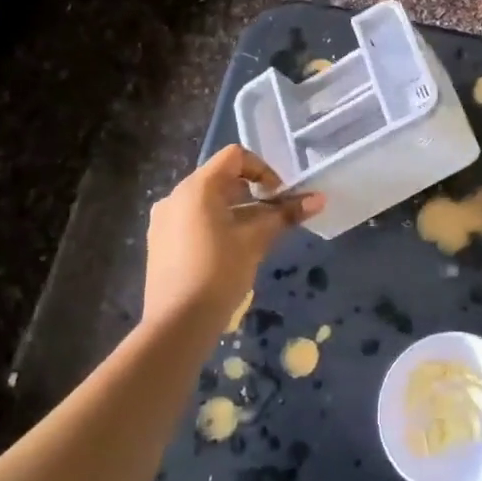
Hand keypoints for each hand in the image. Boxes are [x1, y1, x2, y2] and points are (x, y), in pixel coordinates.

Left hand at [142, 146, 323, 334]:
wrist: (177, 323)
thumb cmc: (220, 272)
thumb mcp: (256, 240)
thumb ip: (286, 214)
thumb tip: (320, 199)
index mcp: (197, 187)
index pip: (235, 156)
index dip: (263, 170)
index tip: (278, 196)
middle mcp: (175, 196)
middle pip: (221, 178)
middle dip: (251, 193)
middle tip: (271, 218)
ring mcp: (164, 220)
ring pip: (207, 201)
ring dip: (236, 210)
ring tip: (254, 237)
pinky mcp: (161, 242)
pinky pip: (193, 220)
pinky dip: (216, 224)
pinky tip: (229, 252)